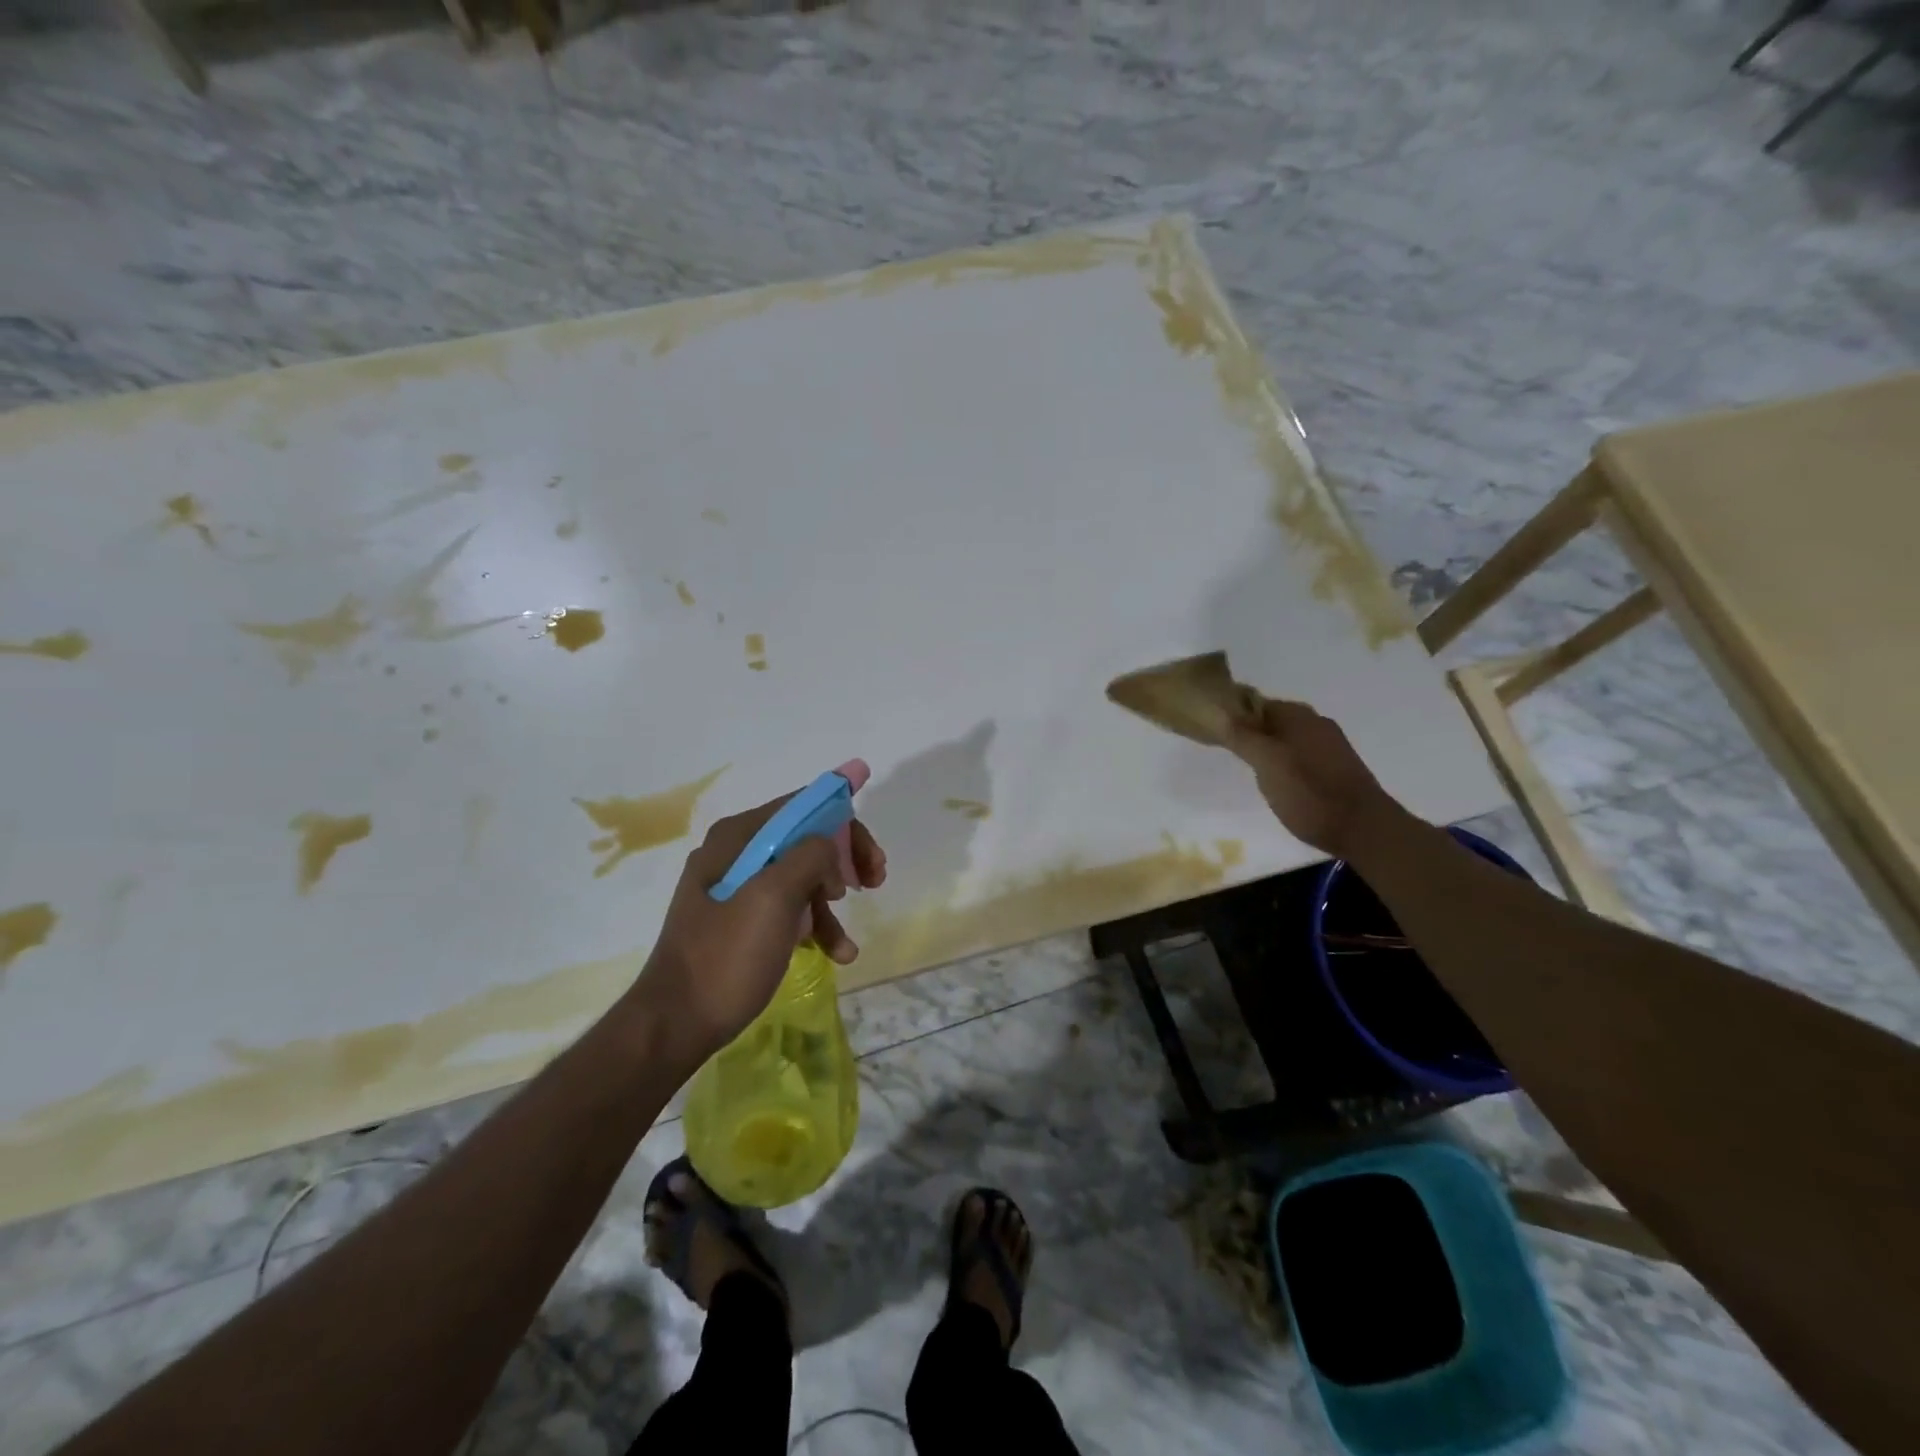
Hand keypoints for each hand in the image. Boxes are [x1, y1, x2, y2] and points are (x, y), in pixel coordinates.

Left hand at [634, 792, 887, 1063]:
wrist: (675, 1025)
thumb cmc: (726, 956)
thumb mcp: (773, 898)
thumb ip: (809, 855)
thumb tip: (830, 845)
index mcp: (738, 837)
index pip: (803, 806)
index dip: (844, 822)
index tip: (873, 857)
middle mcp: (736, 853)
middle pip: (806, 840)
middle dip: (843, 861)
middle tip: (874, 883)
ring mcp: (737, 888)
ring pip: (802, 877)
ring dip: (832, 903)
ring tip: (846, 944)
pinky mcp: (741, 921)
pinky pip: (789, 909)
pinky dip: (814, 926)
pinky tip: (835, 954)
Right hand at [1226, 698, 1400, 858]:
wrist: (1364, 829)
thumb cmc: (1308, 794)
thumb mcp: (1267, 765)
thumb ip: (1243, 738)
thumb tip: (1222, 714)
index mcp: (1298, 717)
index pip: (1256, 704)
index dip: (1235, 716)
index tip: (1216, 734)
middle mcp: (1317, 723)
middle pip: (1273, 720)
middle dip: (1252, 734)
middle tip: (1232, 755)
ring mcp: (1331, 745)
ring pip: (1288, 739)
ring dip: (1269, 750)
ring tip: (1253, 772)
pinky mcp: (1338, 767)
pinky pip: (1302, 755)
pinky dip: (1287, 763)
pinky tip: (1280, 783)